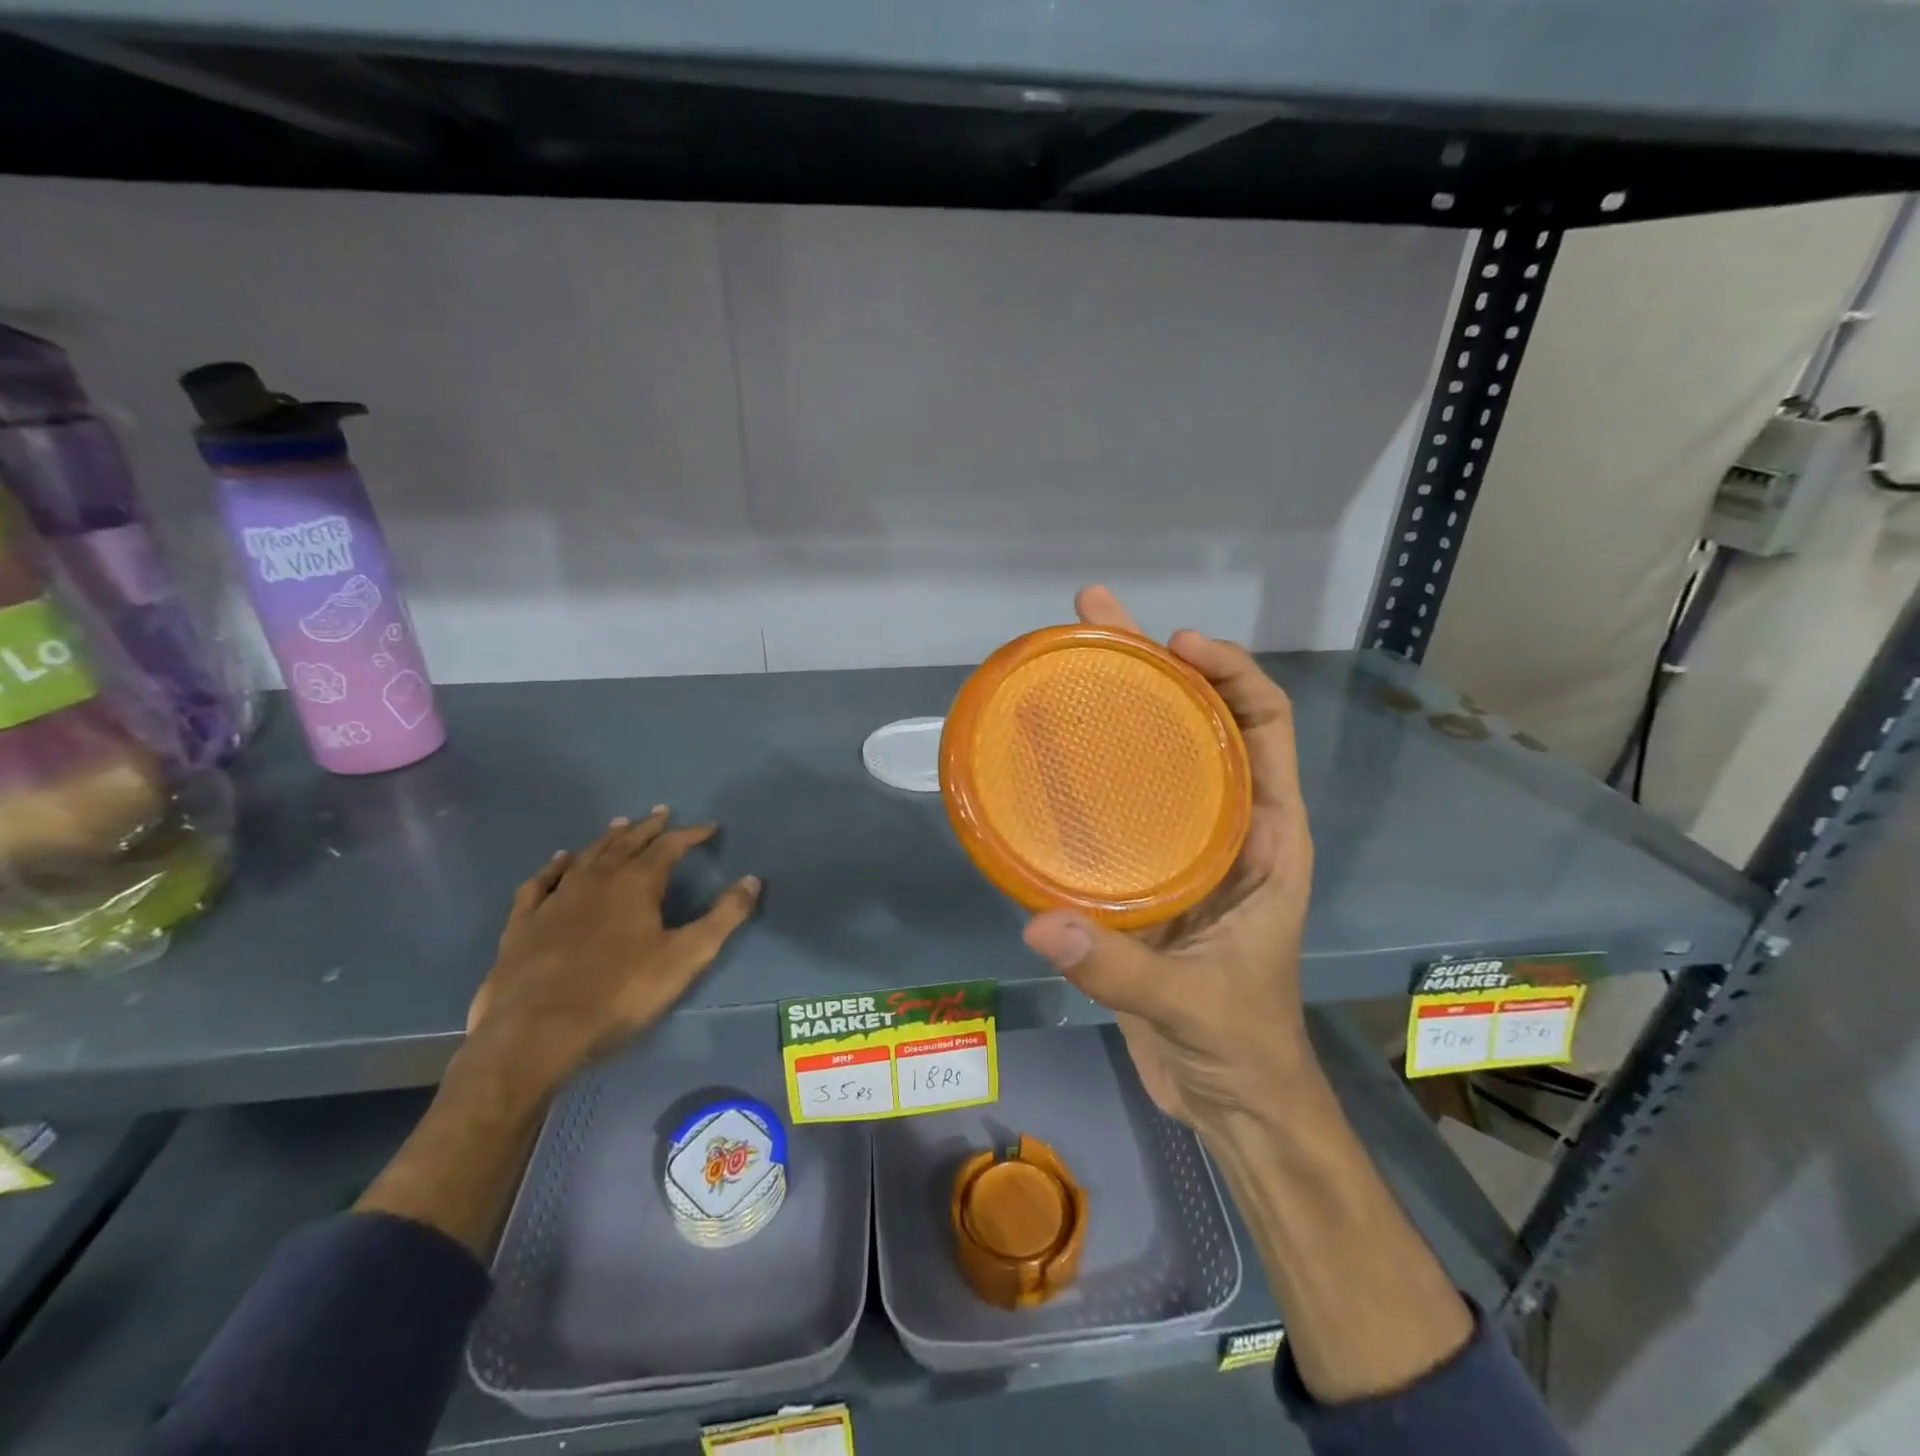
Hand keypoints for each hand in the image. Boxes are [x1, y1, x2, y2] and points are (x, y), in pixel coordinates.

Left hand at [464, 808, 760, 1096]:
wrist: (537, 1030)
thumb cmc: (621, 992)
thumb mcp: (686, 957)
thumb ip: (723, 917)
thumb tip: (752, 880)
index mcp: (636, 884)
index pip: (670, 846)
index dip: (691, 834)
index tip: (709, 828)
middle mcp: (596, 879)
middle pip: (626, 843)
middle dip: (648, 827)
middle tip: (661, 812)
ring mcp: (556, 898)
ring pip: (586, 856)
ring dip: (606, 839)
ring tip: (619, 825)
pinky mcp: (524, 922)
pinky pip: (541, 882)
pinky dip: (554, 866)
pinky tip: (559, 860)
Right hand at [1023, 586, 1315, 1131]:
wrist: (1230, 1097)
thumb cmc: (1241, 1045)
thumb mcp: (1192, 1005)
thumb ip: (1118, 967)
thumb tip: (1039, 922)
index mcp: (1267, 838)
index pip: (1264, 727)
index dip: (1230, 674)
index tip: (1176, 644)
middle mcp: (1227, 827)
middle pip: (1198, 723)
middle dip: (1153, 663)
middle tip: (1095, 614)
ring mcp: (1181, 848)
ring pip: (1152, 759)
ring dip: (1114, 707)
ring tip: (1062, 660)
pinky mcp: (1142, 875)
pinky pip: (1115, 808)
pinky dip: (1083, 774)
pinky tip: (1039, 755)